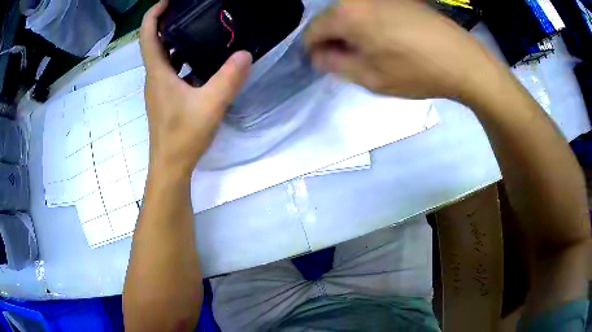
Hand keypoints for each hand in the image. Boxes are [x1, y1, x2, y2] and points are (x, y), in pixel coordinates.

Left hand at [140, 0, 251, 176]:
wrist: (170, 166)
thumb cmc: (184, 135)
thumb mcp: (211, 104)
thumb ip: (229, 78)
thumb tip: (245, 53)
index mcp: (158, 73)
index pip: (147, 35)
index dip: (154, 14)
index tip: (168, 1)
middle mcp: (154, 77)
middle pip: (155, 42)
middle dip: (169, 23)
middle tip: (192, 11)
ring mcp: (158, 89)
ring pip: (163, 57)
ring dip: (177, 41)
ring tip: (200, 30)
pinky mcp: (165, 98)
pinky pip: (171, 71)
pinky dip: (182, 60)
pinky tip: (202, 61)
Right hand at [305, 0, 501, 99]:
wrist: (462, 61)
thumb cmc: (416, 72)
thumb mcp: (370, 77)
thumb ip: (335, 65)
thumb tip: (318, 55)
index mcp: (347, 15)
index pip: (312, 31)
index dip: (313, 50)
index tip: (325, 64)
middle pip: (331, 19)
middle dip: (334, 40)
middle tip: (351, 61)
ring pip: (351, 14)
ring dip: (352, 32)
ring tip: (372, 52)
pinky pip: (370, 10)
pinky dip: (369, 25)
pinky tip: (388, 40)